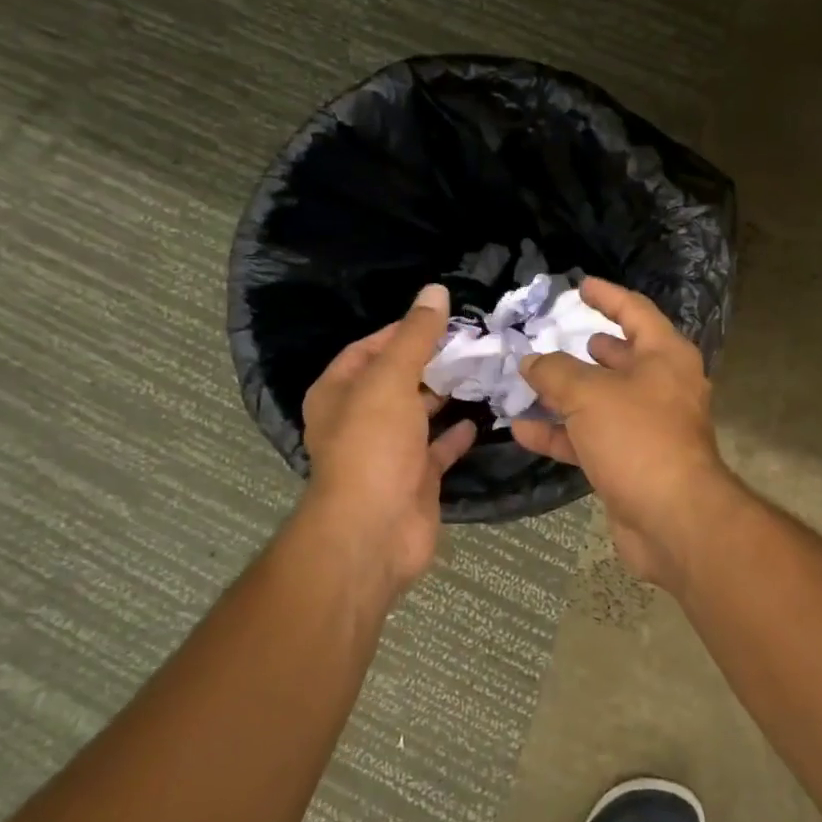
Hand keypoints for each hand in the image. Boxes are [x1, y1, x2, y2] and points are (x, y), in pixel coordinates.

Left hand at [299, 284, 475, 597]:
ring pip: (418, 413)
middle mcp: (359, 419)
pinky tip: (481, 417)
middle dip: (429, 361)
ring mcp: (388, 451)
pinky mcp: (415, 478)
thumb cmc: (372, 446)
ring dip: (444, 395)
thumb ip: (414, 336)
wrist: (375, 530)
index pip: (367, 349)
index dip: (401, 331)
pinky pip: (438, 448)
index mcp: (339, 392)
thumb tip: (435, 291)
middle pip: (396, 380)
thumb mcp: (391, 380)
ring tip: (482, 371)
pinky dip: (456, 433)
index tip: (442, 319)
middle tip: (472, 342)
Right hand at [511, 278, 733, 588]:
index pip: (635, 311)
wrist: (672, 518)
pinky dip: (560, 434)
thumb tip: (531, 361)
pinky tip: (522, 430)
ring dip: (564, 394)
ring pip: (600, 401)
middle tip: (551, 336)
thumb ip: (555, 372)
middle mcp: (661, 387)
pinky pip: (591, 438)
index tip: (580, 285)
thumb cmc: (638, 438)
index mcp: (665, 356)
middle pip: (619, 358)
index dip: (607, 296)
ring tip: (527, 380)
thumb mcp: (589, 394)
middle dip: (584, 348)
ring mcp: (647, 427)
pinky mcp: (631, 462)